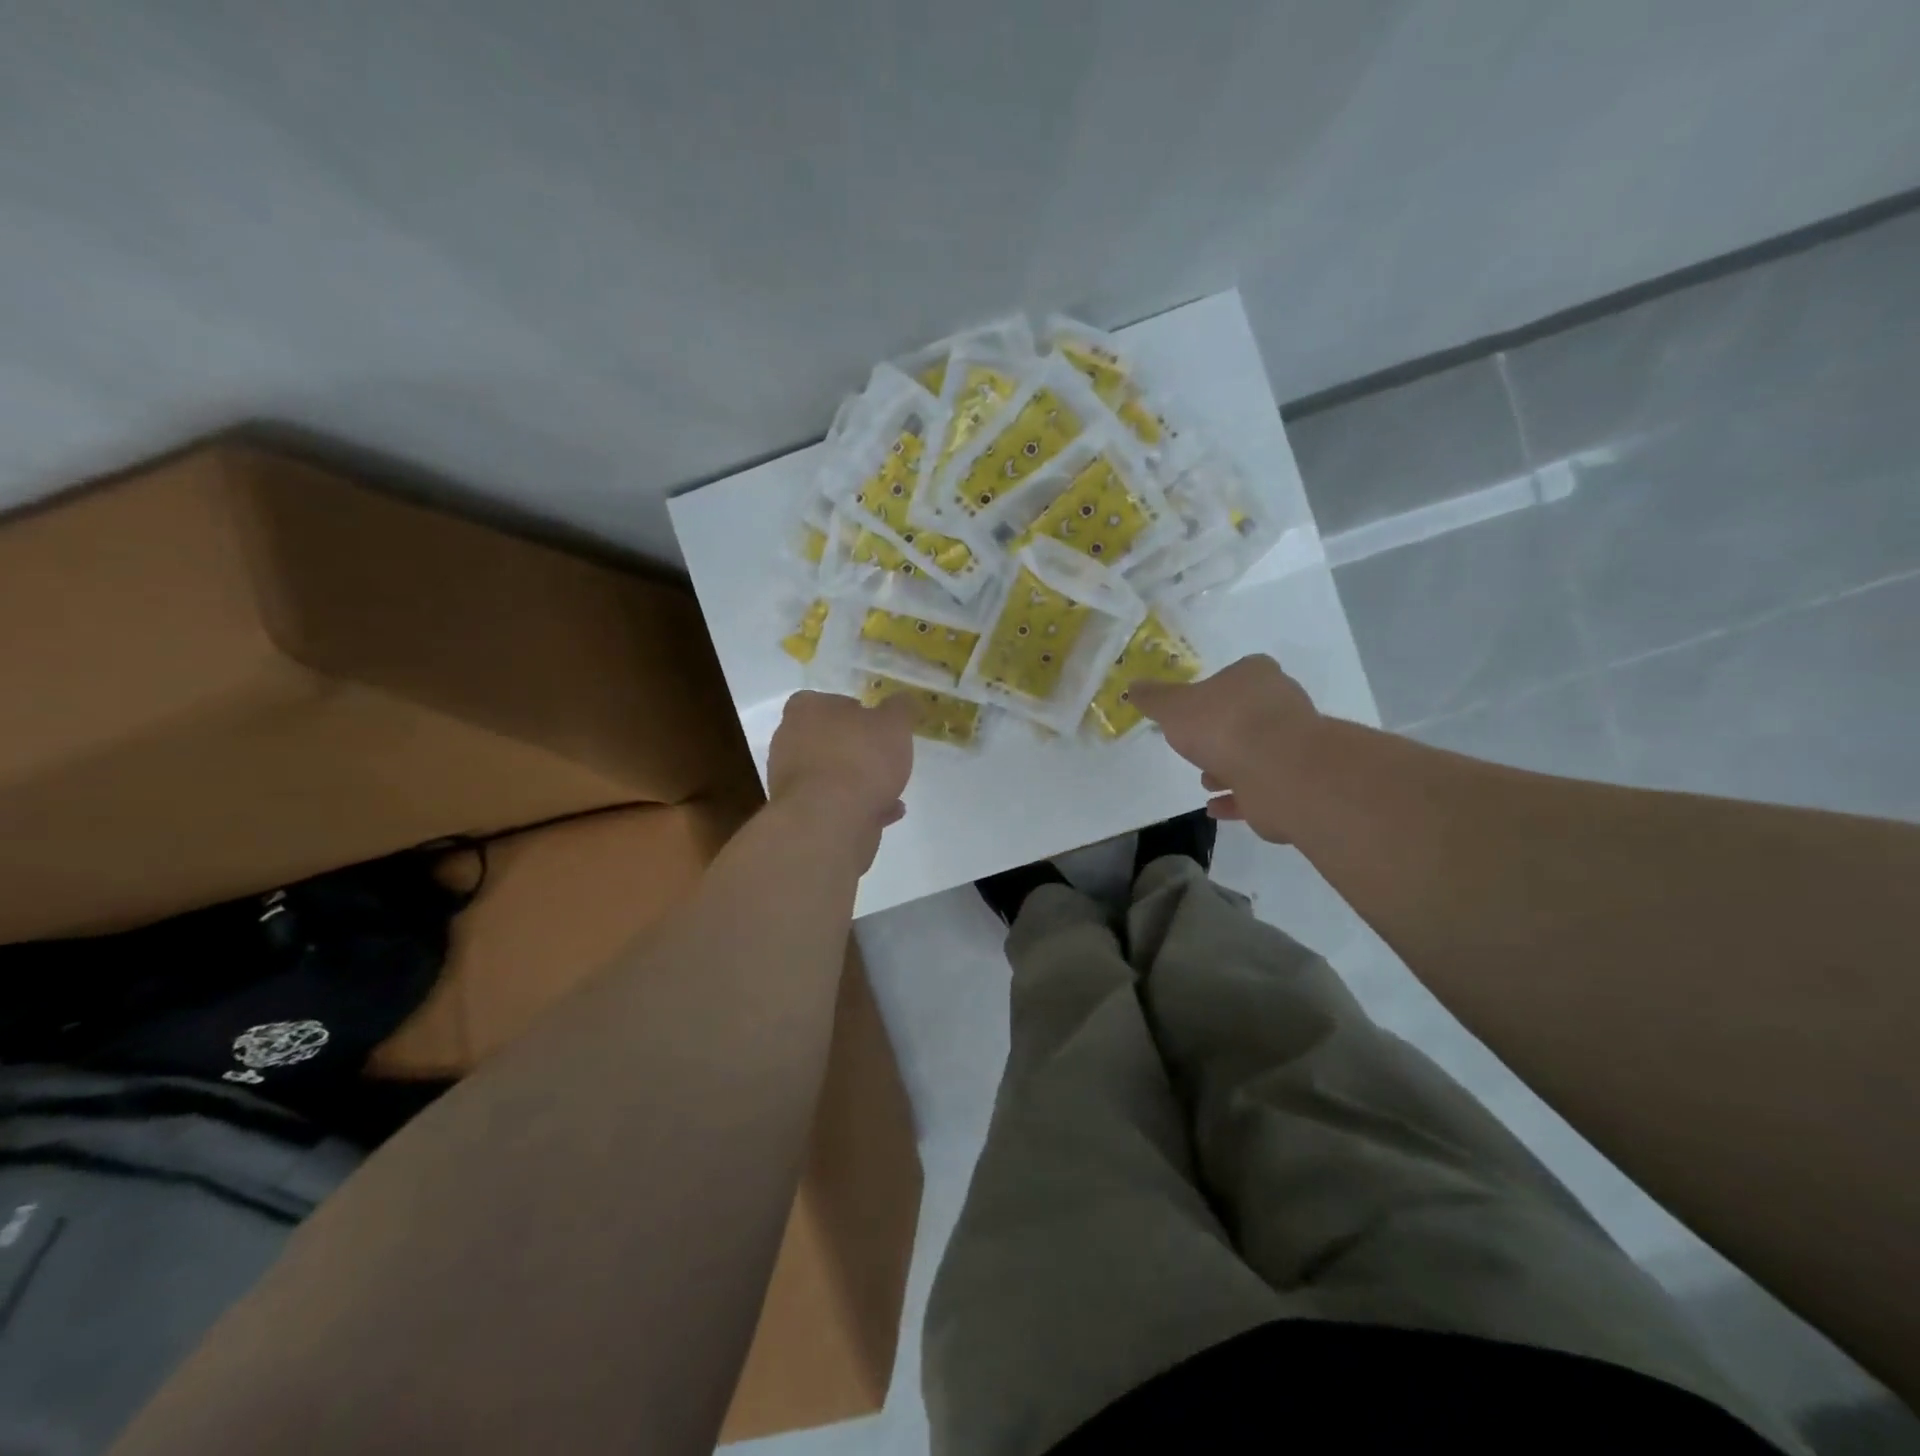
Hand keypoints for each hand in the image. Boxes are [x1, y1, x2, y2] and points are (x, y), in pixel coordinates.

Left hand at [767, 690, 915, 839]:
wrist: (831, 821)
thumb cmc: (861, 759)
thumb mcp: (894, 724)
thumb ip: (900, 708)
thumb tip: (902, 700)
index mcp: (805, 711)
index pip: (822, 701)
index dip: (851, 711)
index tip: (875, 725)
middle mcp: (789, 741)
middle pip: (825, 739)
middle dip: (854, 748)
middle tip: (883, 757)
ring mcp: (790, 780)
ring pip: (830, 774)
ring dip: (857, 781)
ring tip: (890, 789)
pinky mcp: (799, 813)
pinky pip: (833, 803)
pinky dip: (857, 805)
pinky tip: (885, 811)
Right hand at [1129, 655, 1321, 842]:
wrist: (1277, 771)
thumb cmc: (1222, 725)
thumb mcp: (1173, 707)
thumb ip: (1153, 698)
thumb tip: (1133, 686)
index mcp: (1256, 675)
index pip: (1236, 675)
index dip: (1213, 692)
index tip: (1191, 712)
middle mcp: (1281, 703)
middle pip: (1246, 714)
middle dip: (1220, 732)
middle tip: (1195, 747)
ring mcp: (1293, 743)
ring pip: (1254, 752)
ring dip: (1228, 766)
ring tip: (1204, 781)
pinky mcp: (1294, 780)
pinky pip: (1259, 786)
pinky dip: (1236, 796)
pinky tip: (1214, 807)